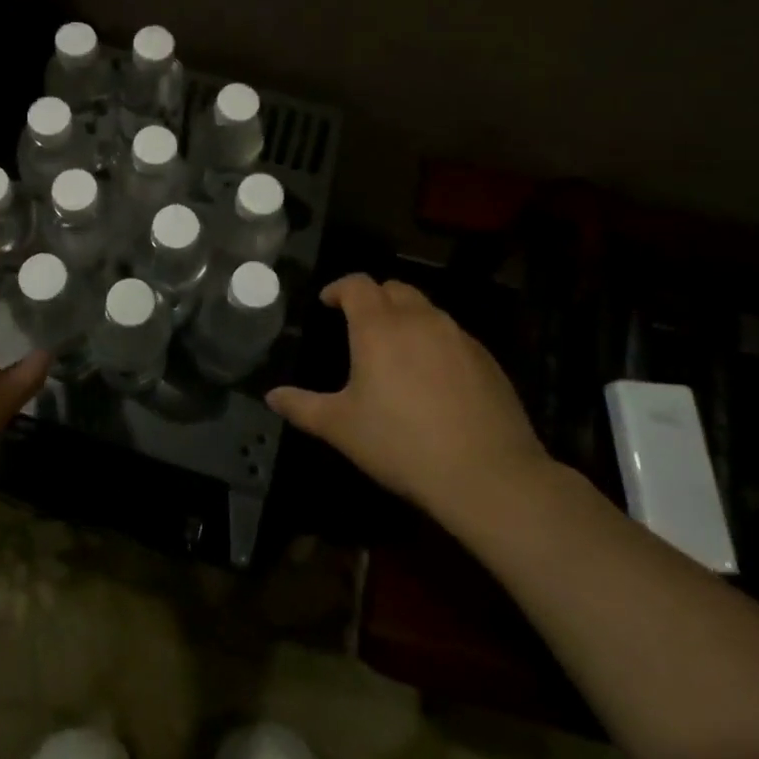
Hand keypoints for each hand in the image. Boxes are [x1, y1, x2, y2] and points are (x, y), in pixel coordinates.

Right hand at [267, 274, 551, 522]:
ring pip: (426, 309)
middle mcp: (419, 319)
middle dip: (373, 298)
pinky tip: (433, 376)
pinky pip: (452, 334)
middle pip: (393, 288)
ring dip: (405, 316)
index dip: (339, 288)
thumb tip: (271, 396)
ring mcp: (458, 336)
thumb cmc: (401, 444)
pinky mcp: (486, 358)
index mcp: (379, 326)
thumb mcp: (342, 428)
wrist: (487, 475)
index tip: (328, 302)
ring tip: (396, 349)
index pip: (357, 284)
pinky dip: (434, 340)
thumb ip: (303, 406)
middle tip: (360, 323)